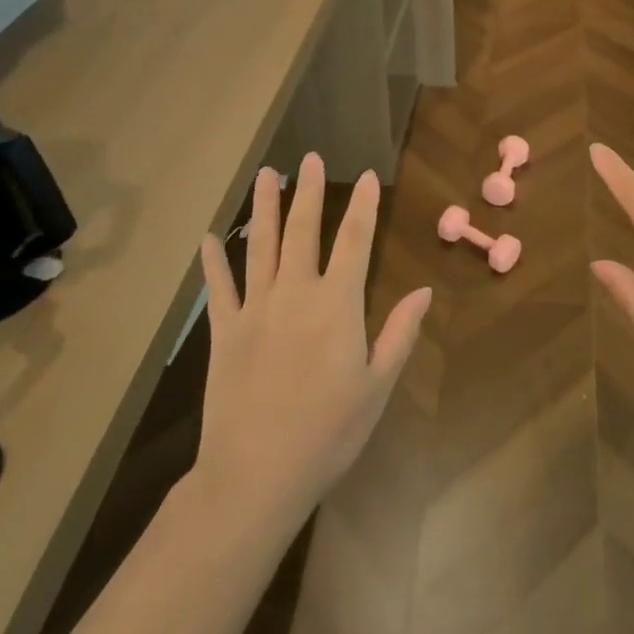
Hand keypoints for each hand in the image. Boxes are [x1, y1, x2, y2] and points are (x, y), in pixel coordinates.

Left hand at [195, 154, 430, 528]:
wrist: (255, 475)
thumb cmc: (328, 433)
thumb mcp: (377, 386)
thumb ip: (399, 333)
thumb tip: (423, 290)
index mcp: (337, 305)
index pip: (356, 241)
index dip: (364, 206)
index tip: (368, 176)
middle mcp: (295, 294)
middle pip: (303, 231)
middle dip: (309, 192)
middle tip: (310, 157)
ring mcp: (255, 310)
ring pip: (260, 247)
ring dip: (264, 208)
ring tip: (266, 174)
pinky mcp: (224, 332)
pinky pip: (219, 288)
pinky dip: (214, 261)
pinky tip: (210, 237)